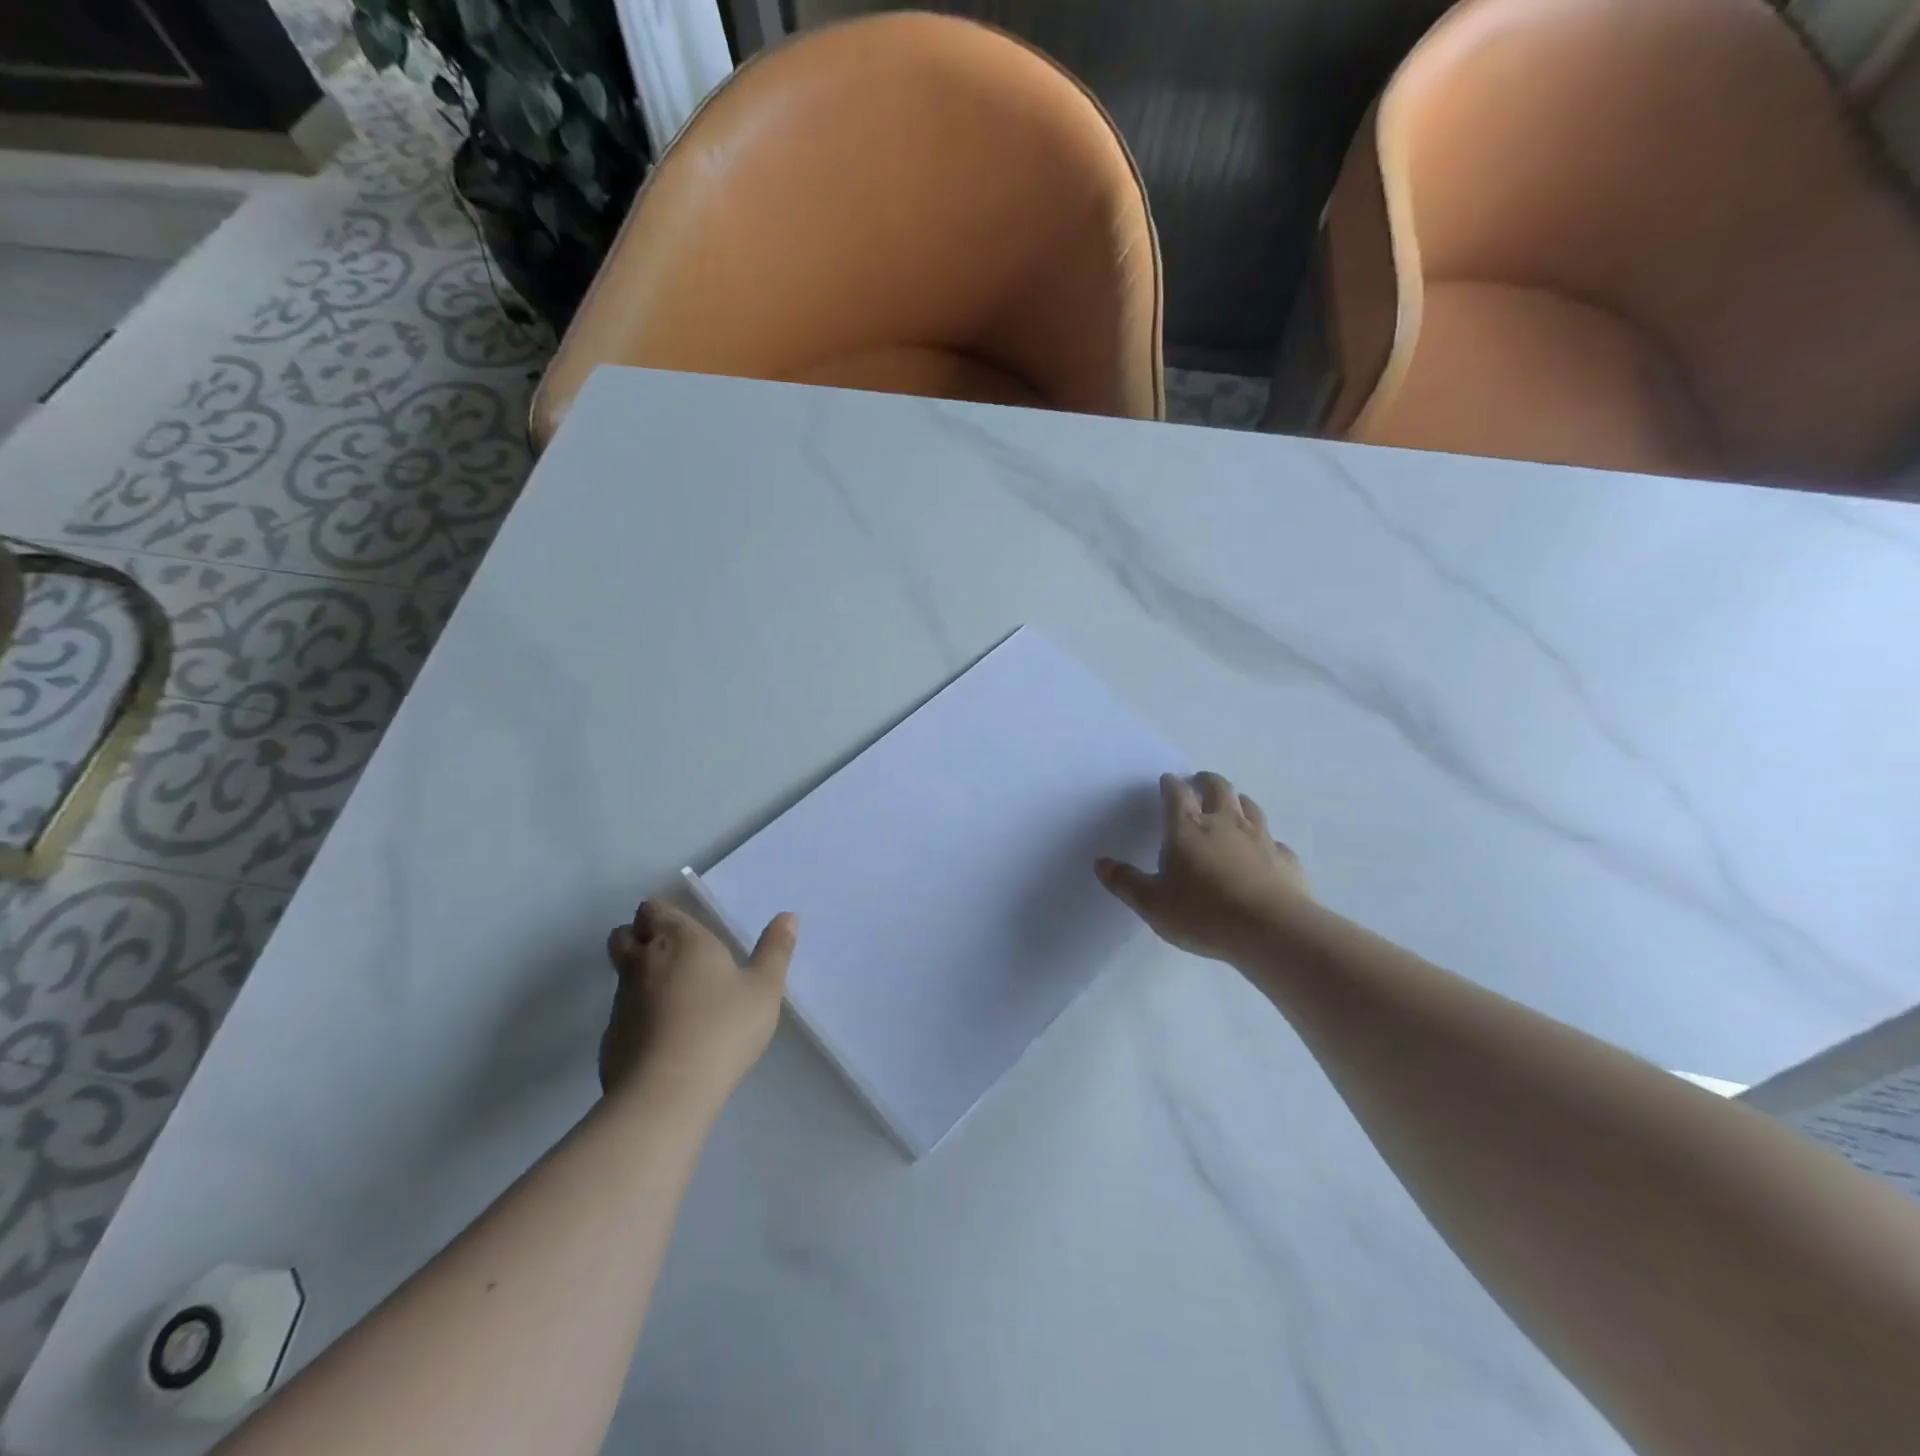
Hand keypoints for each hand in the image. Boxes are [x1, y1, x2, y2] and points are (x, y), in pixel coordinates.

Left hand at [602, 900, 795, 1106]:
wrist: (667, 1092)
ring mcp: (622, 1000)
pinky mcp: (610, 1037)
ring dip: (637, 976)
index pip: (653, 910)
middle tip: (669, 953)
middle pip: (624, 935)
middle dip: (638, 936)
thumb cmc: (723, 1028)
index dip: (661, 914)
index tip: (680, 927)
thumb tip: (787, 916)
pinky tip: (662, 1036)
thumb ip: (775, 950)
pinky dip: (635, 1015)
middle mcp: (644, 962)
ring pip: (621, 974)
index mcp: (680, 940)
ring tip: (671, 996)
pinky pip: (621, 1013)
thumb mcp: (764, 989)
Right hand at [1096, 772, 1310, 964]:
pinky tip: (1262, 851)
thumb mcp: (1152, 904)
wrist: (1273, 930)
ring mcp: (1260, 838)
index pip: (1176, 793)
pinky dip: (1265, 840)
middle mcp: (1224, 823)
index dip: (1170, 784)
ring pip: (1249, 806)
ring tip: (1230, 805)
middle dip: (1206, 781)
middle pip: (1218, 787)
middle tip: (1199, 782)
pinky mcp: (1285, 858)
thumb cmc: (1204, 914)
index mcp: (1187, 828)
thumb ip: (1126, 882)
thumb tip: (1101, 863)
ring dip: (1237, 801)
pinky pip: (1273, 840)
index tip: (1167, 781)